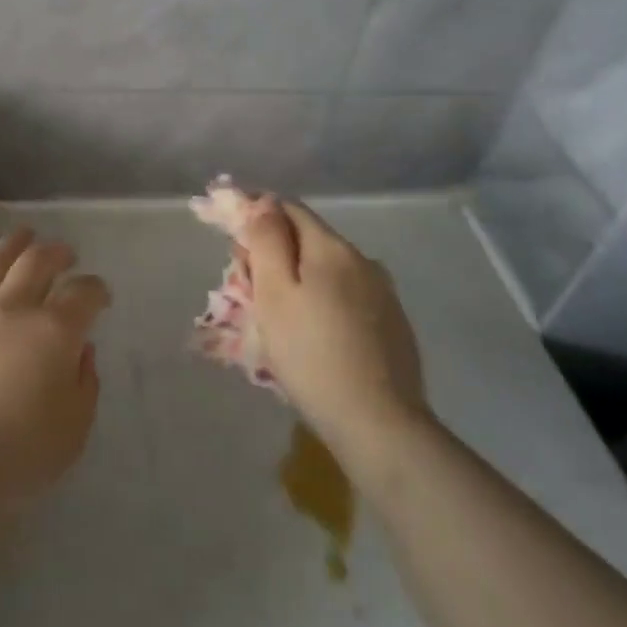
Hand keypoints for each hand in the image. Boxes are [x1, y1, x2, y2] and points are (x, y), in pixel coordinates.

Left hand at [0, 228, 107, 517]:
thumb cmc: (14, 457)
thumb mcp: (72, 431)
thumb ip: (85, 384)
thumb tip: (80, 350)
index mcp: (53, 332)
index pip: (83, 293)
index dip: (96, 289)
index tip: (99, 296)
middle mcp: (11, 307)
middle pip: (38, 260)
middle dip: (57, 252)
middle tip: (65, 254)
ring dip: (14, 244)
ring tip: (24, 237)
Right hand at [237, 200, 431, 470]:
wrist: (379, 424)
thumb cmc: (311, 355)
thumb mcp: (274, 294)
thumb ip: (267, 241)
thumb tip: (264, 202)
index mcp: (332, 248)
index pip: (288, 209)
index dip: (257, 216)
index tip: (233, 242)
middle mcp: (363, 260)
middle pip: (308, 240)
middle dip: (275, 253)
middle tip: (246, 288)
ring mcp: (383, 293)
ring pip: (329, 271)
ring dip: (299, 280)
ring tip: (277, 318)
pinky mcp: (393, 325)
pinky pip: (347, 298)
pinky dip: (323, 303)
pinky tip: (314, 336)